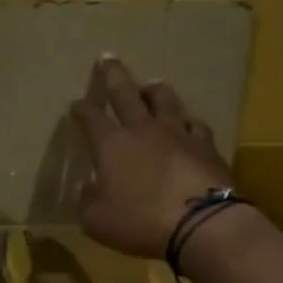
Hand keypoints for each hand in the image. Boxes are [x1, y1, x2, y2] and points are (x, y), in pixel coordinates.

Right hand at [70, 57, 234, 258]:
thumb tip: (88, 187)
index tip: (75, 104)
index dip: (81, 109)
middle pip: (125, 93)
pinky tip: (187, 123)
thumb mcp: (96, 221)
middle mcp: (143, 129)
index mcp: (111, 144)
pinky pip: (194, 125)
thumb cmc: (140, 221)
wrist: (201, 224)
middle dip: (113, 75)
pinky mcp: (206, 146)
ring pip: (164, 100)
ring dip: (154, 90)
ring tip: (151, 84)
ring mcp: (178, 134)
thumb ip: (88, 201)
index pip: (90, 117)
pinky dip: (186, 122)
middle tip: (107, 58)